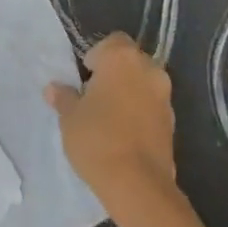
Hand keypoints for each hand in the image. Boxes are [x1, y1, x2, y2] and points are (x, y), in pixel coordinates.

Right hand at [45, 31, 176, 208]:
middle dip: (115, 73)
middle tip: (94, 95)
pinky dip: (140, 113)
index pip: (112, 41)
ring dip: (129, 93)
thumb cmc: (97, 138)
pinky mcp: (173, 125)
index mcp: (123, 58)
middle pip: (131, 61)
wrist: (137, 185)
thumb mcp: (70, 116)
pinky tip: (123, 133)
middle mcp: (149, 70)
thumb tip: (54, 88)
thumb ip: (64, 97)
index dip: (97, 56)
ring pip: (144, 84)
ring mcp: (165, 98)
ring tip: (108, 116)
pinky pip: (152, 108)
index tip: (85, 77)